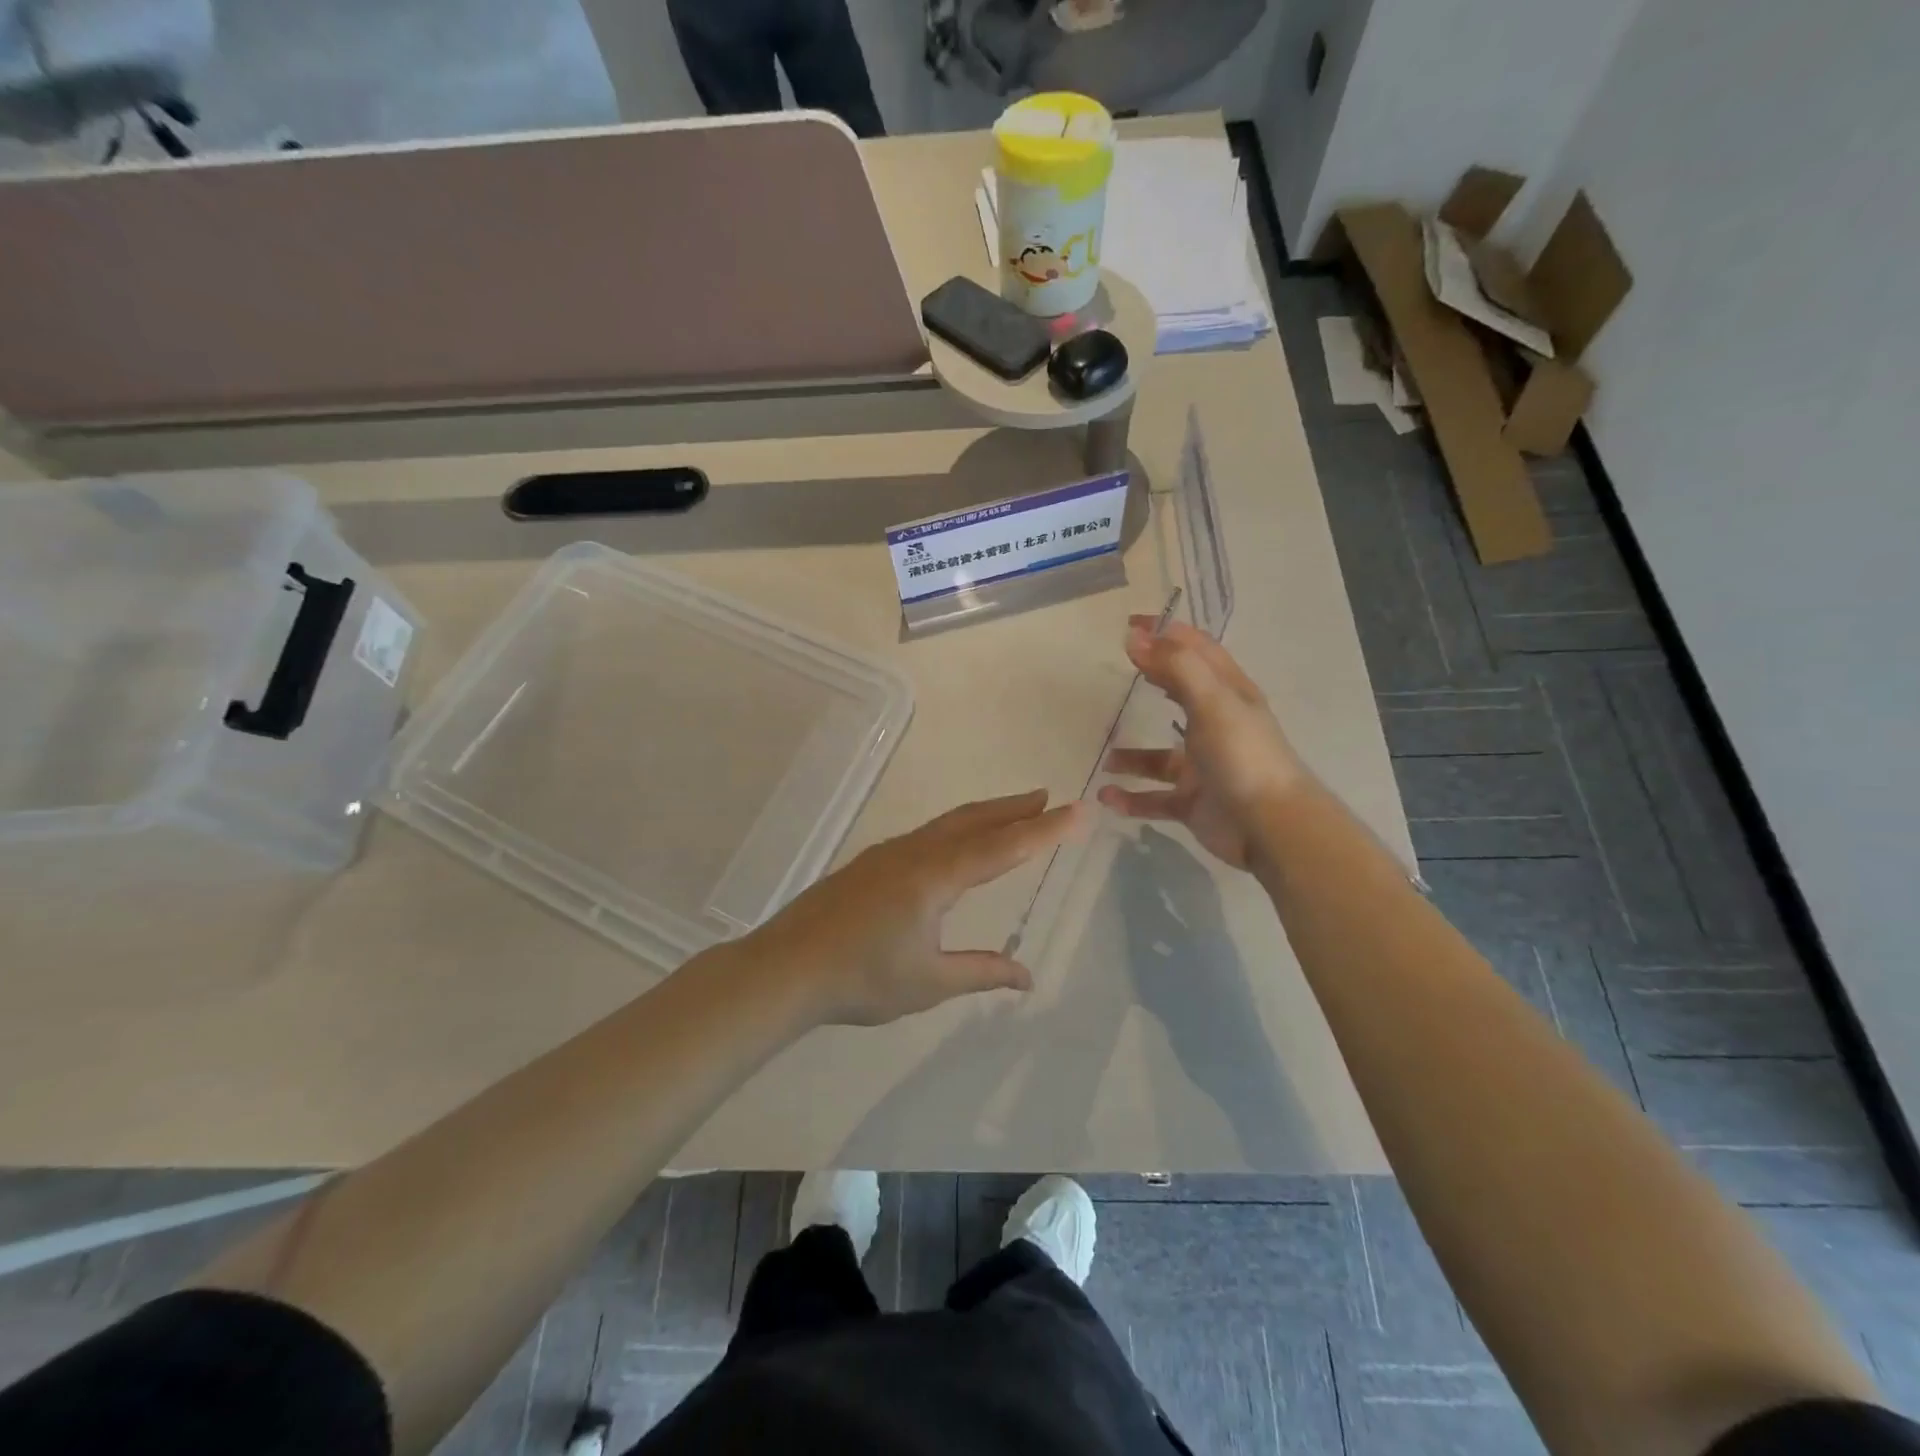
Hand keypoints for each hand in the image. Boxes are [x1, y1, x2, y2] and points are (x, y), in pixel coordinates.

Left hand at [739, 790, 1088, 1026]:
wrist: (785, 969)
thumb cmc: (860, 978)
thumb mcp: (929, 982)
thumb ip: (980, 972)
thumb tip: (1026, 976)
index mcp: (934, 877)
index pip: (1003, 847)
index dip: (1044, 830)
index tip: (1078, 810)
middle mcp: (915, 853)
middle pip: (974, 821)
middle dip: (1014, 808)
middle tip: (1048, 798)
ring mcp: (888, 854)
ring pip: (947, 824)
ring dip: (985, 815)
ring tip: (1014, 812)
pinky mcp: (870, 864)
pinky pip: (927, 835)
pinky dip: (957, 829)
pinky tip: (956, 845)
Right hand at [1096, 618, 1307, 869]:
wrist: (1269, 827)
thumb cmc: (1242, 755)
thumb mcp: (1212, 702)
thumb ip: (1175, 666)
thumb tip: (1135, 637)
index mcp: (1228, 695)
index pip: (1198, 651)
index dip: (1168, 633)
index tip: (1131, 624)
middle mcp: (1216, 726)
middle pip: (1179, 695)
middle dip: (1150, 681)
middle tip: (1113, 671)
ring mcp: (1203, 767)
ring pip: (1159, 757)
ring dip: (1132, 756)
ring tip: (1105, 756)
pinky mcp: (1192, 802)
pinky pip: (1154, 798)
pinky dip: (1131, 797)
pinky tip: (1108, 796)